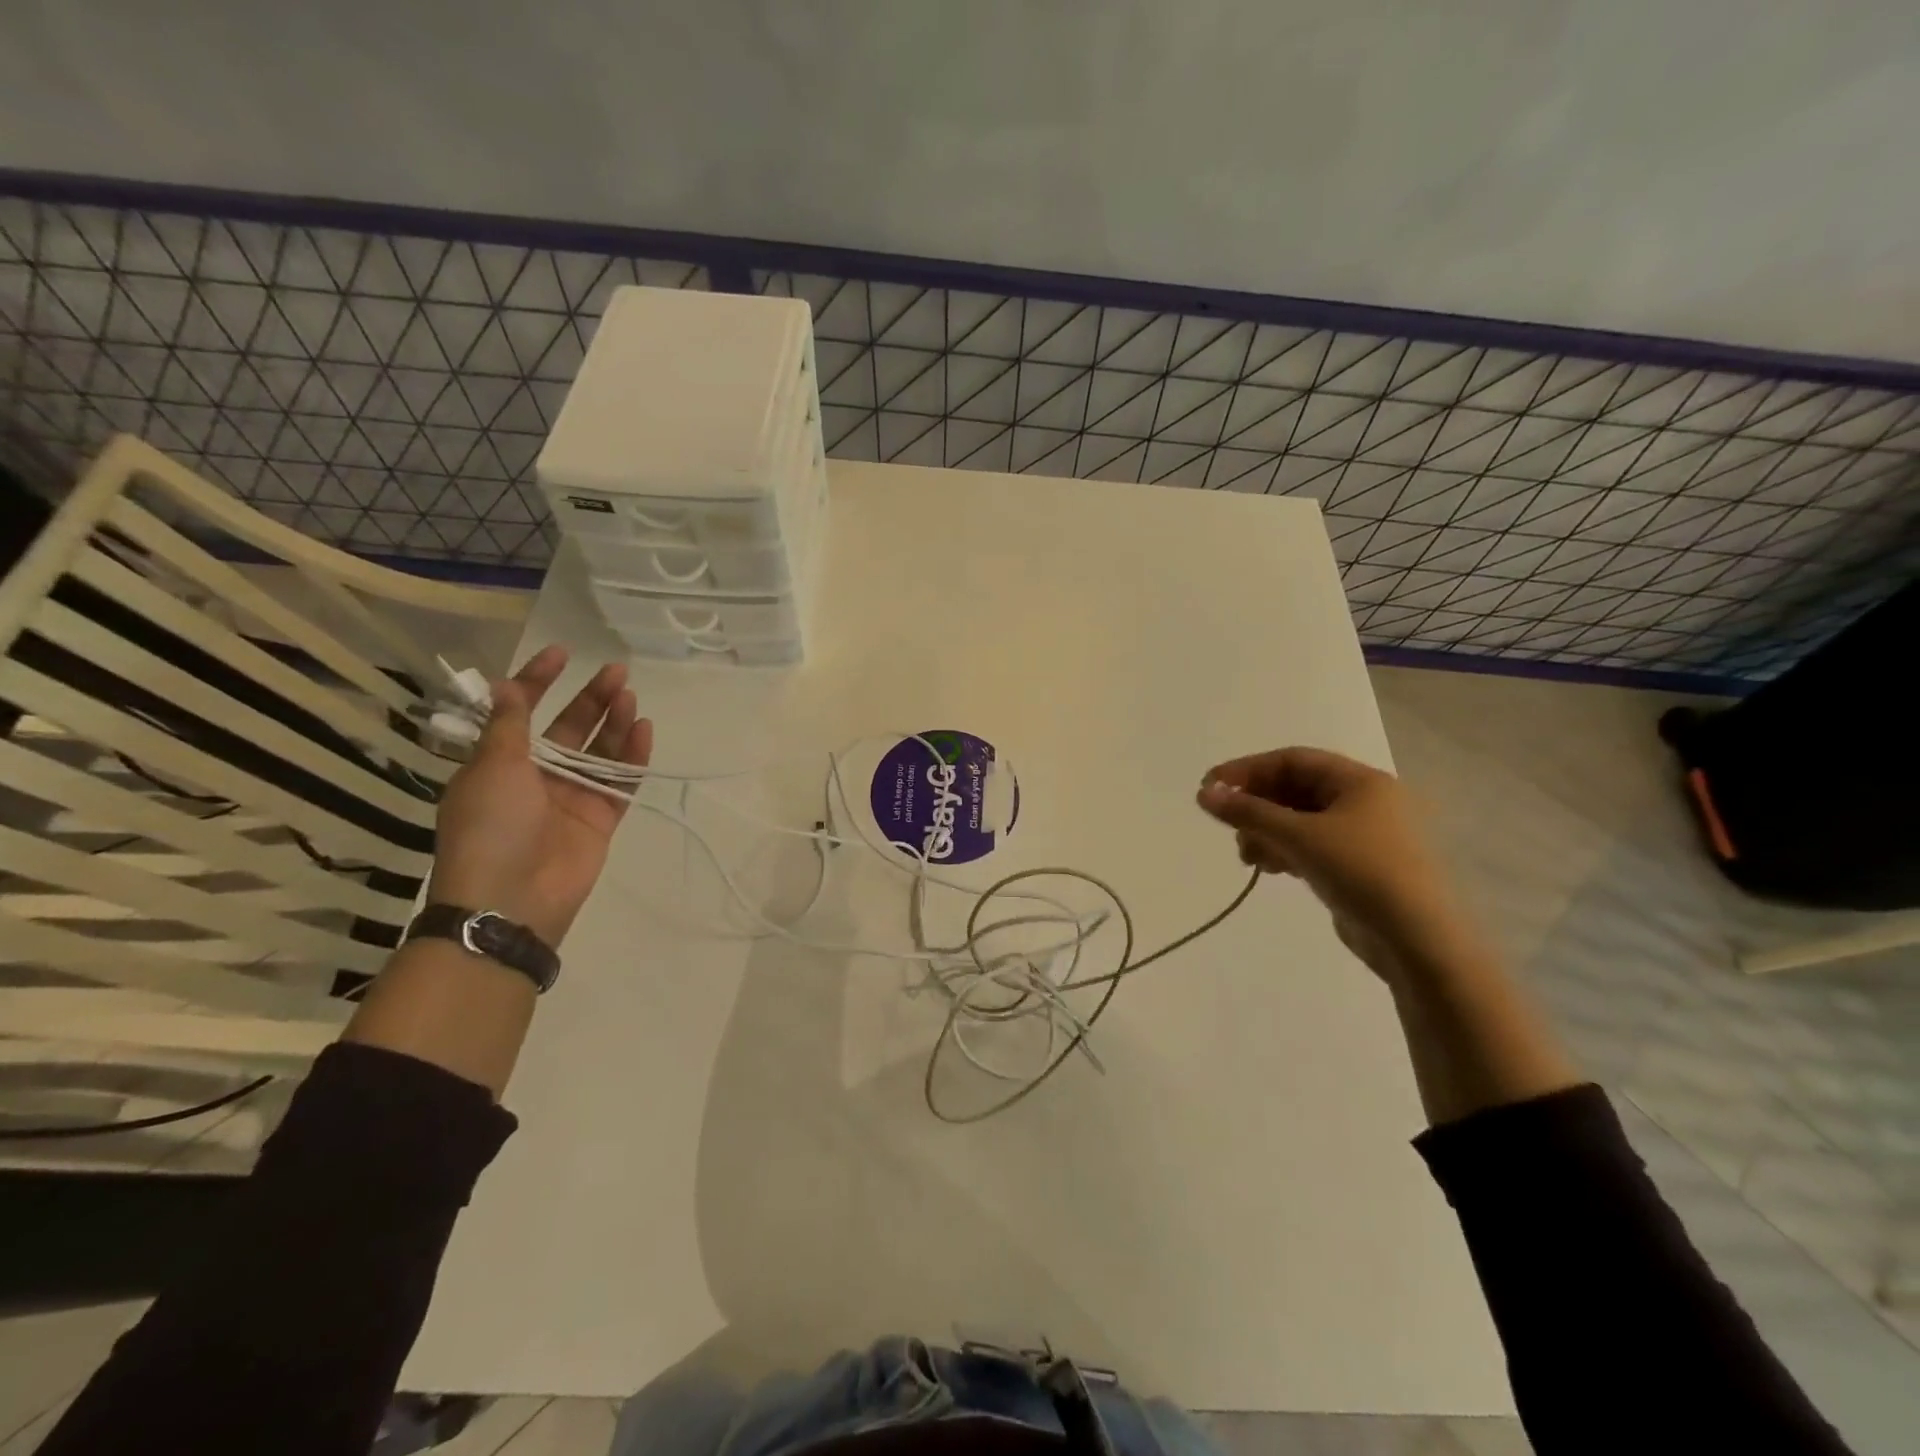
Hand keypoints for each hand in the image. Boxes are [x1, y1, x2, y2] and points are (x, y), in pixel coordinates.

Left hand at [428, 645, 651, 945]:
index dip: (538, 680)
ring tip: (630, 696)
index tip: (562, 655)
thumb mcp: (492, 768)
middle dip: (591, 698)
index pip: (522, 711)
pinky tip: (643, 729)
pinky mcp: (600, 818)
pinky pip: (620, 780)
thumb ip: (510, 725)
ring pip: (599, 751)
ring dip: (614, 722)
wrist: (511, 900)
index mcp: (500, 763)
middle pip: (570, 728)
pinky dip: (632, 756)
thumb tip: (504, 685)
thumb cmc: (490, 827)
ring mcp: (571, 798)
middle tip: (617, 672)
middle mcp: (537, 776)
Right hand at [1196, 747, 1464, 981]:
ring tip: (1246, 855)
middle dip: (1256, 806)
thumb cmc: (1361, 872)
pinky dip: (1283, 850)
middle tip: (1227, 825)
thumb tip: (1204, 793)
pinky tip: (1267, 867)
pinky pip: (1309, 845)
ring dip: (1266, 832)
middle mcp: (1363, 801)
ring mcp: (1361, 835)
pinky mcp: (1355, 866)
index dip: (1248, 770)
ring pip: (1298, 820)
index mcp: (1360, 781)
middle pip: (1294, 789)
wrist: (1415, 940)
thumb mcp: (1299, 837)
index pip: (1292, 760)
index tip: (1210, 786)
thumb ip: (1248, 812)